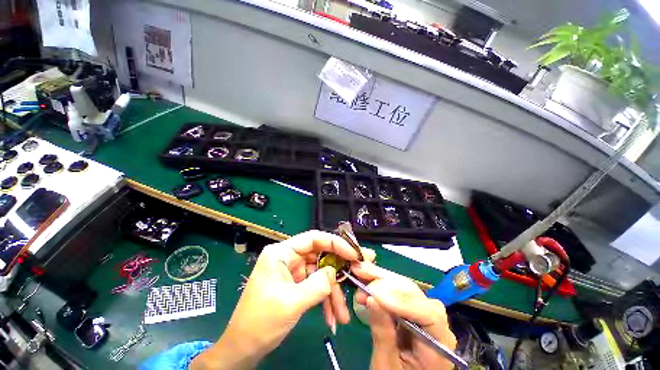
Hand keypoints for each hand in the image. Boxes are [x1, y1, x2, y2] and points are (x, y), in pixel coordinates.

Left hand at [191, 230, 370, 369]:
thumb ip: (317, 284)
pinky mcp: (296, 284)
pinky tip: (332, 317)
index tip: (353, 254)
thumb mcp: (291, 303)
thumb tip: (334, 272)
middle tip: (359, 273)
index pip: (313, 239)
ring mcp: (293, 272)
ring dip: (333, 293)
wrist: (243, 349)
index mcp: (281, 253)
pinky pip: (316, 286)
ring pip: (321, 274)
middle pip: (320, 256)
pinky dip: (325, 300)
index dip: (335, 243)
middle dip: (338, 270)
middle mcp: (289, 258)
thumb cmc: (260, 323)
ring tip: (343, 314)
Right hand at [352, 262, 456, 369]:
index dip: (402, 301)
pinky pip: (397, 290)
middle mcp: (436, 324)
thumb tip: (372, 299)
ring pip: (405, 287)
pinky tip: (367, 281)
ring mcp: (424, 313)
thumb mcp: (387, 365)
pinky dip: (380, 284)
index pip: (429, 315)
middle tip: (362, 279)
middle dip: (386, 284)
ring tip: (360, 275)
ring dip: (381, 279)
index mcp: (439, 345)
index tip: (375, 295)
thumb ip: (383, 334)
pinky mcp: (411, 308)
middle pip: (415, 295)